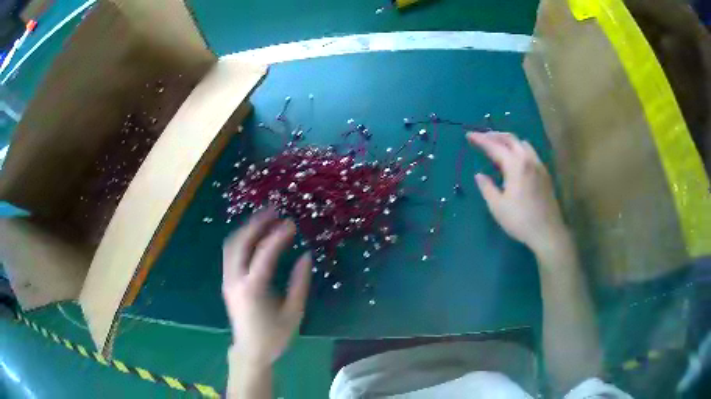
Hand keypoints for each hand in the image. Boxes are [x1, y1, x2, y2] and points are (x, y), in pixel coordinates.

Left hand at [222, 208, 311, 366]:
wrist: (250, 351)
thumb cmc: (274, 336)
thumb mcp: (294, 313)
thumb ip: (299, 283)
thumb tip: (306, 256)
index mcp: (253, 289)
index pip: (264, 254)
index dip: (278, 236)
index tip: (291, 224)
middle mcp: (236, 280)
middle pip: (241, 242)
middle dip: (256, 223)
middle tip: (273, 211)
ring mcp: (228, 280)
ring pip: (231, 245)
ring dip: (246, 229)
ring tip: (264, 219)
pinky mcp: (227, 282)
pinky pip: (230, 253)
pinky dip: (241, 239)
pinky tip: (253, 236)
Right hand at [467, 131, 567, 252]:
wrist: (547, 232)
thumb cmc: (520, 220)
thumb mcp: (497, 206)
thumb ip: (487, 187)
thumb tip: (479, 175)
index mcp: (515, 165)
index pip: (495, 146)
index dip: (481, 140)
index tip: (469, 135)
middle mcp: (528, 160)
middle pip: (511, 139)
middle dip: (494, 135)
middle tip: (482, 137)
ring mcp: (539, 165)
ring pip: (523, 143)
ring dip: (508, 140)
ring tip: (498, 145)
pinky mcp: (544, 173)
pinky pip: (530, 152)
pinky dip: (519, 148)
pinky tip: (515, 159)